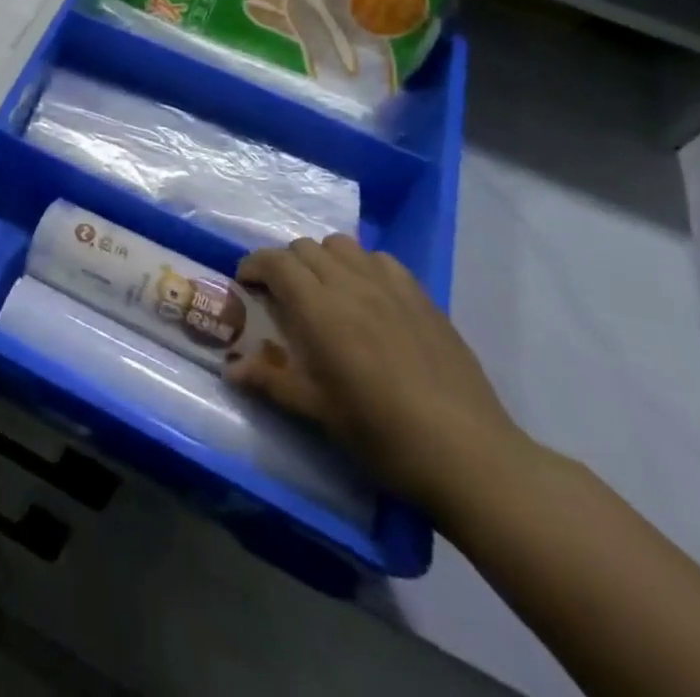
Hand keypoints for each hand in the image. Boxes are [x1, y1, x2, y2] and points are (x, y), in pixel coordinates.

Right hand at [230, 234, 527, 518]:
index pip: (276, 262)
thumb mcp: (318, 412)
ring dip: (323, 259)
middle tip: (284, 296)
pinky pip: (380, 259)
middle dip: (286, 263)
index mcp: (320, 309)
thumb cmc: (383, 434)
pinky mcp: (422, 296)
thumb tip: (230, 370)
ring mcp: (390, 285)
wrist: (468, 454)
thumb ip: (271, 381)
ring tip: (325, 291)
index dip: (254, 266)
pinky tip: (368, 297)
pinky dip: (362, 266)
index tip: (247, 285)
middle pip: (305, 247)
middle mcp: (350, 283)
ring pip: (342, 245)